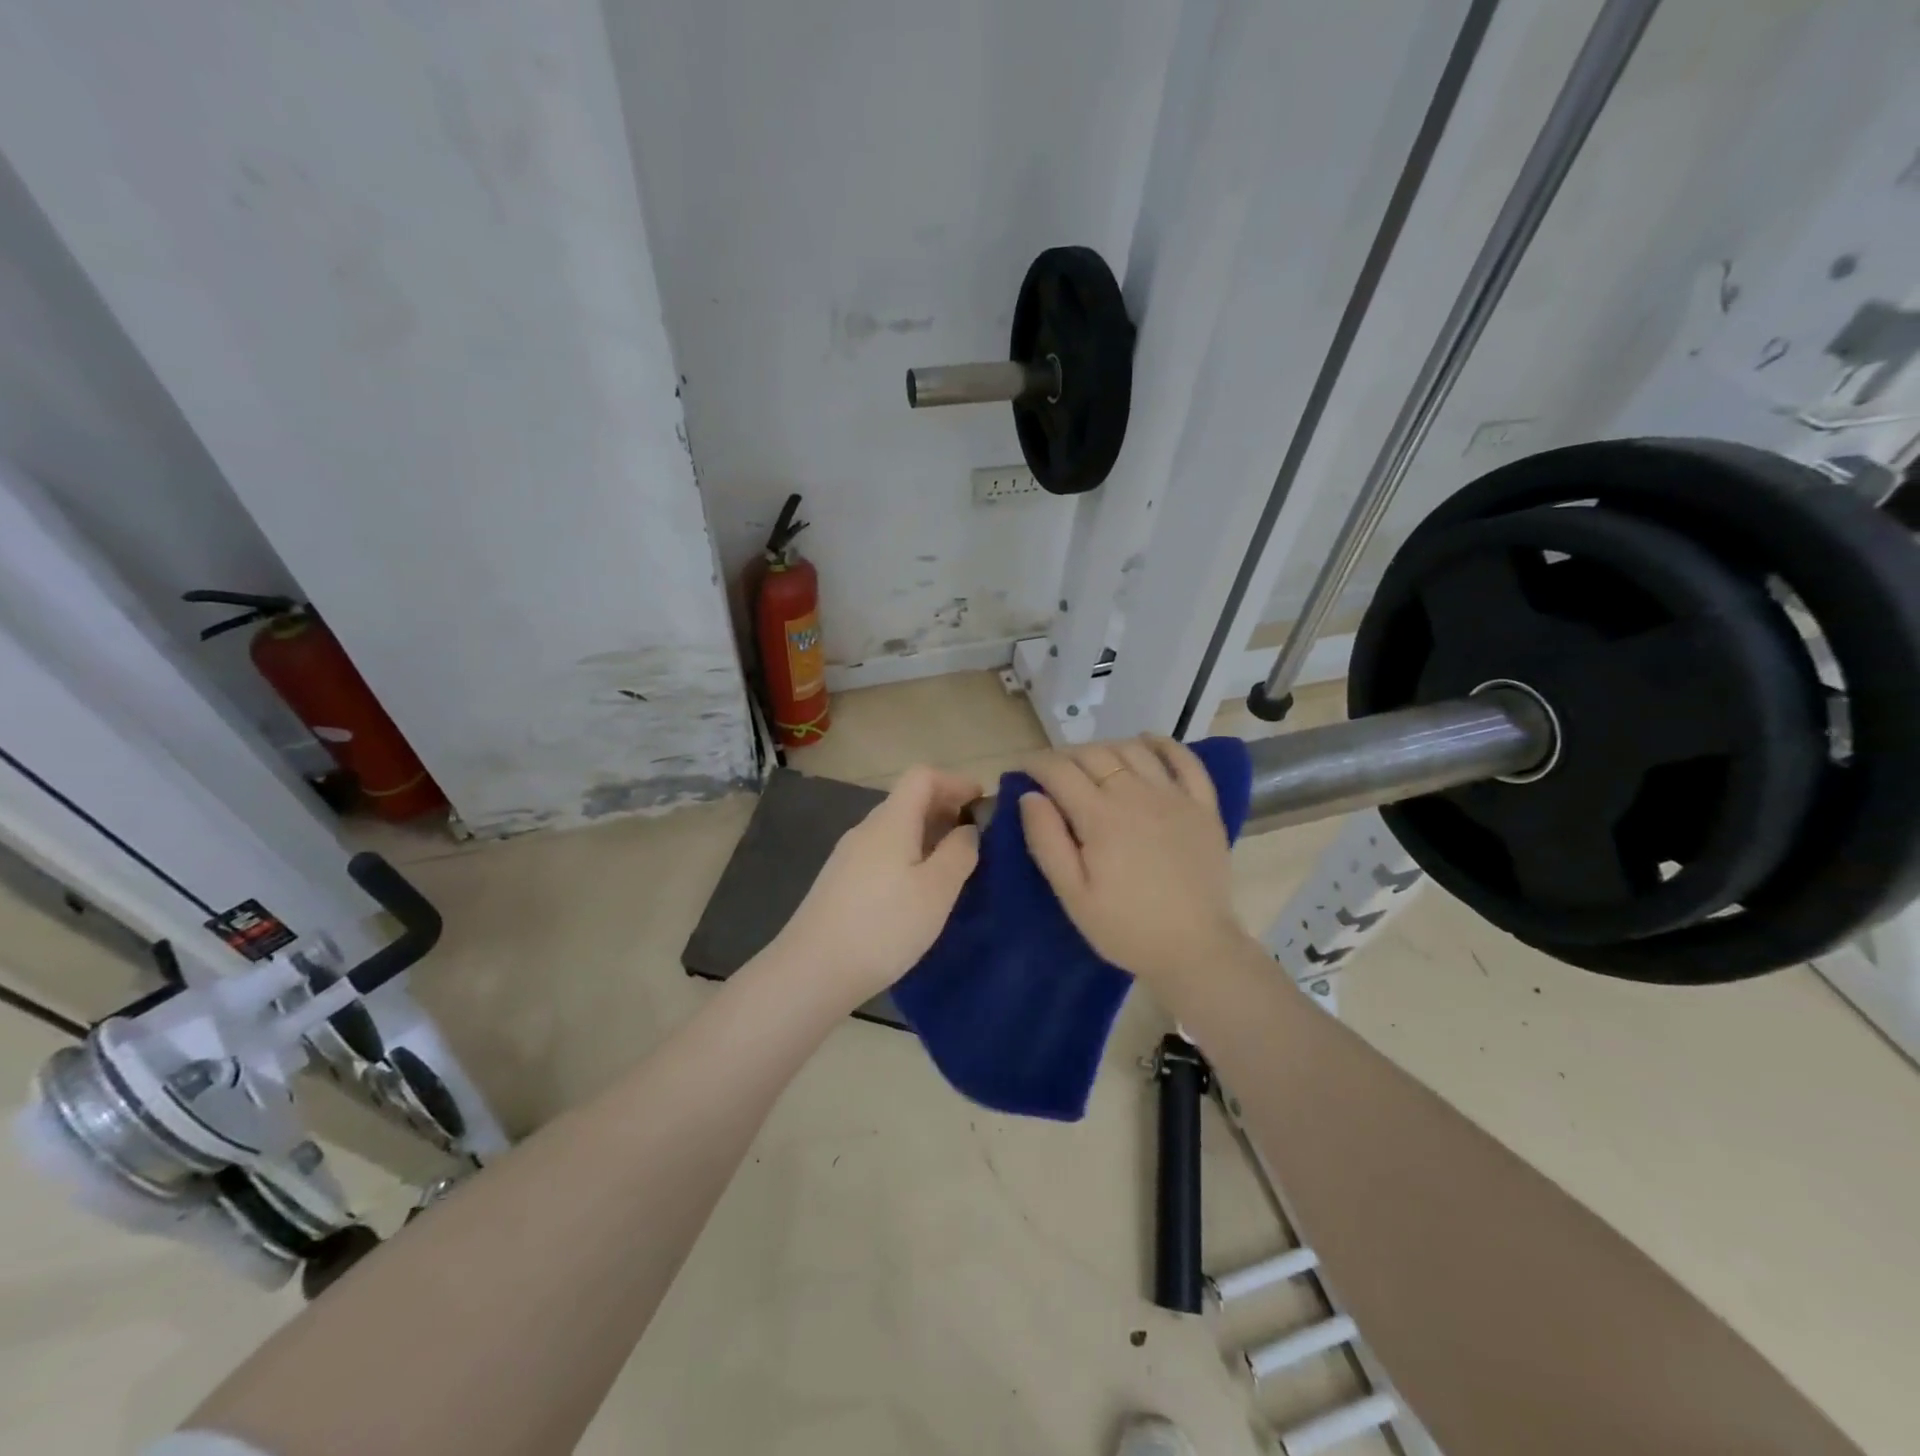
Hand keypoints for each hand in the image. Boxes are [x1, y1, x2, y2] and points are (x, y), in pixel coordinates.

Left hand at [773, 765, 981, 1005]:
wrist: (812, 971)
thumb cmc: (884, 926)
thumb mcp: (937, 890)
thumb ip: (960, 852)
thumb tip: (968, 829)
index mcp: (891, 821)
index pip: (922, 776)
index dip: (955, 782)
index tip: (983, 804)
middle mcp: (866, 829)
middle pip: (908, 801)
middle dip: (946, 810)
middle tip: (976, 838)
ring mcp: (848, 856)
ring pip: (895, 829)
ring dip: (928, 836)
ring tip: (953, 867)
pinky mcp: (840, 882)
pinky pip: (882, 853)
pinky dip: (908, 856)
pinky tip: (919, 891)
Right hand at [1019, 735, 1248, 987]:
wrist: (1196, 949)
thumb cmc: (1125, 927)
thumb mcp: (1073, 895)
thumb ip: (1047, 841)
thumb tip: (1030, 796)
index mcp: (1101, 816)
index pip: (1060, 771)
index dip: (1036, 763)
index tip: (1021, 768)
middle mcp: (1137, 794)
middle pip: (1094, 754)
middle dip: (1066, 755)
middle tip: (1052, 772)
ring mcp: (1175, 796)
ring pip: (1133, 750)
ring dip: (1106, 747)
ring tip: (1091, 761)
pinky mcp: (1203, 806)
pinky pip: (1186, 760)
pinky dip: (1163, 744)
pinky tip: (1146, 742)